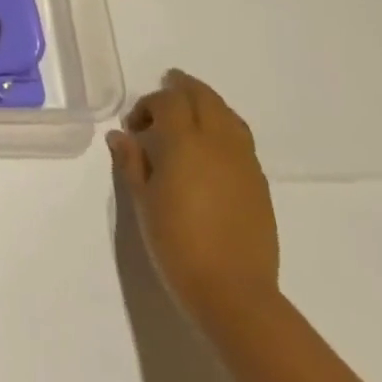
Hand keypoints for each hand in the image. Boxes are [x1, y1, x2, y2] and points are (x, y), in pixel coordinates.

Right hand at [108, 69, 278, 327]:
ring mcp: (244, 162)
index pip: (169, 101)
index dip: (149, 104)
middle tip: (165, 90)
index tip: (134, 127)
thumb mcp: (142, 201)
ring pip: (228, 115)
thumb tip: (121, 136)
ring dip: (207, 105)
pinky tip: (210, 150)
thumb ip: (131, 162)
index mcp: (185, 142)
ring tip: (190, 115)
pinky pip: (241, 140)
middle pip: (204, 98)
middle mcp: (218, 143)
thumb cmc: (177, 244)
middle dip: (183, 88)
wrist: (234, 293)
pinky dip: (224, 129)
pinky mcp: (260, 184)